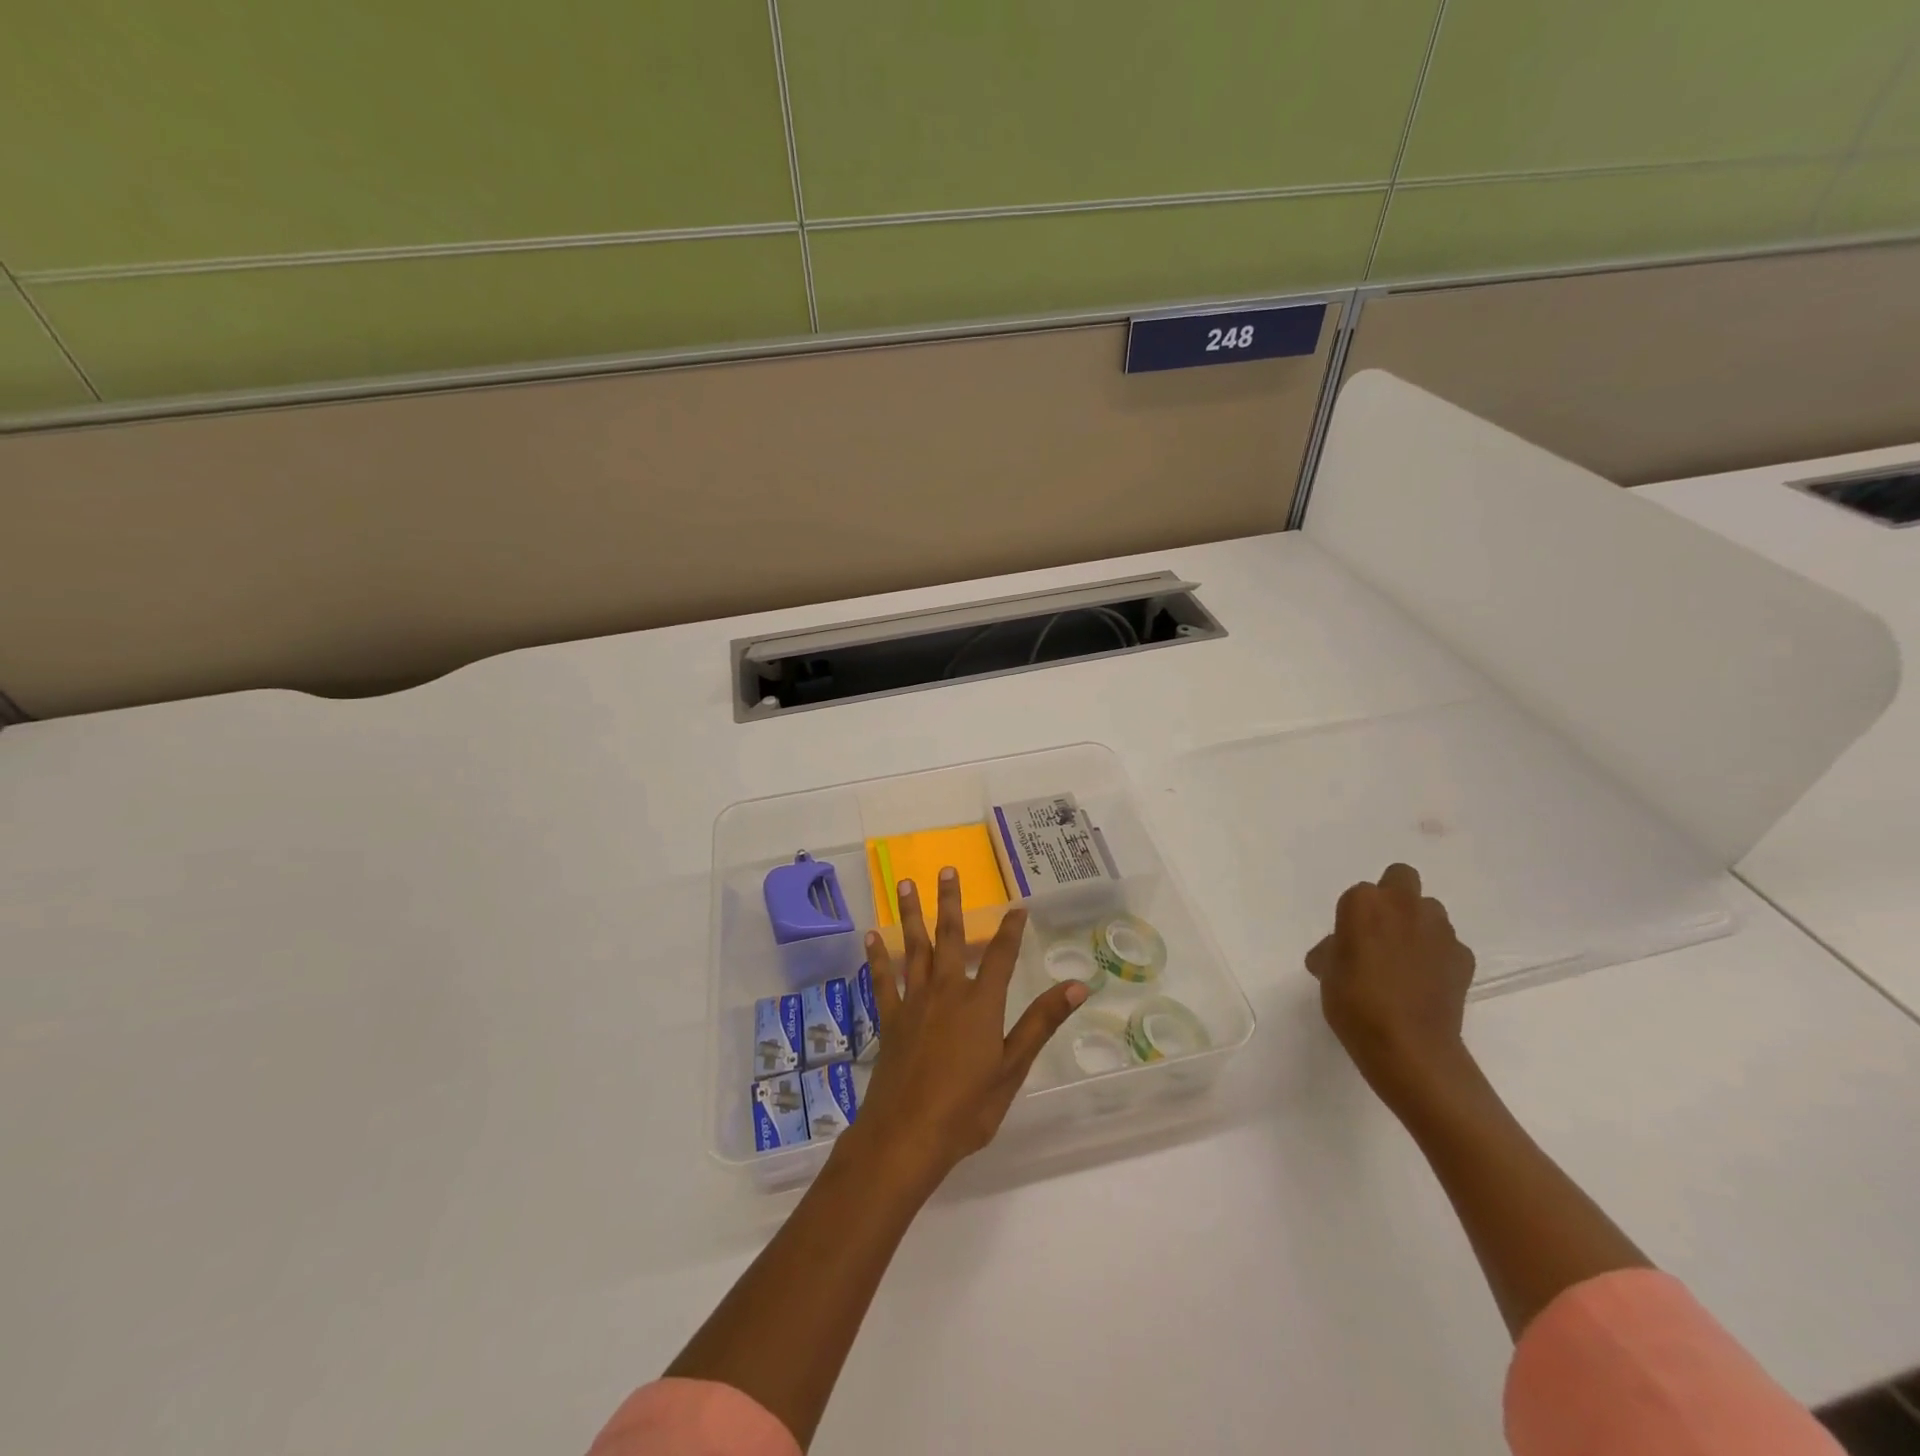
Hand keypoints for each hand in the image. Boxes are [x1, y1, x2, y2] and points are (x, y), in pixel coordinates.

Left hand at [846, 869, 1087, 1193]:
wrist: (907, 1135)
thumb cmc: (967, 1107)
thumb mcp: (1013, 1068)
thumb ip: (1041, 1023)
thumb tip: (1078, 985)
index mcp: (981, 1003)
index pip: (1001, 956)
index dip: (1011, 930)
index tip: (1018, 906)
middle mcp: (947, 992)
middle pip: (951, 938)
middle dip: (951, 903)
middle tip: (946, 870)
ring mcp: (914, 1002)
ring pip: (914, 948)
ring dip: (912, 914)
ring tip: (907, 884)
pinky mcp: (889, 1019)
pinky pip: (883, 980)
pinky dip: (877, 957)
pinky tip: (871, 936)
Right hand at [1305, 863, 1476, 1111]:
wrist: (1409, 1047)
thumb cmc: (1355, 1003)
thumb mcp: (1327, 973)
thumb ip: (1334, 950)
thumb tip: (1340, 951)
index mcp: (1364, 903)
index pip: (1358, 893)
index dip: (1353, 916)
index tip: (1349, 940)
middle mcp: (1404, 906)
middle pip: (1402, 878)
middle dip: (1394, 897)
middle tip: (1382, 931)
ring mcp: (1440, 930)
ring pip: (1429, 910)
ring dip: (1417, 925)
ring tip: (1405, 959)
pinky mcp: (1464, 958)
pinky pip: (1448, 944)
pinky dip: (1438, 955)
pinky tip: (1426, 981)